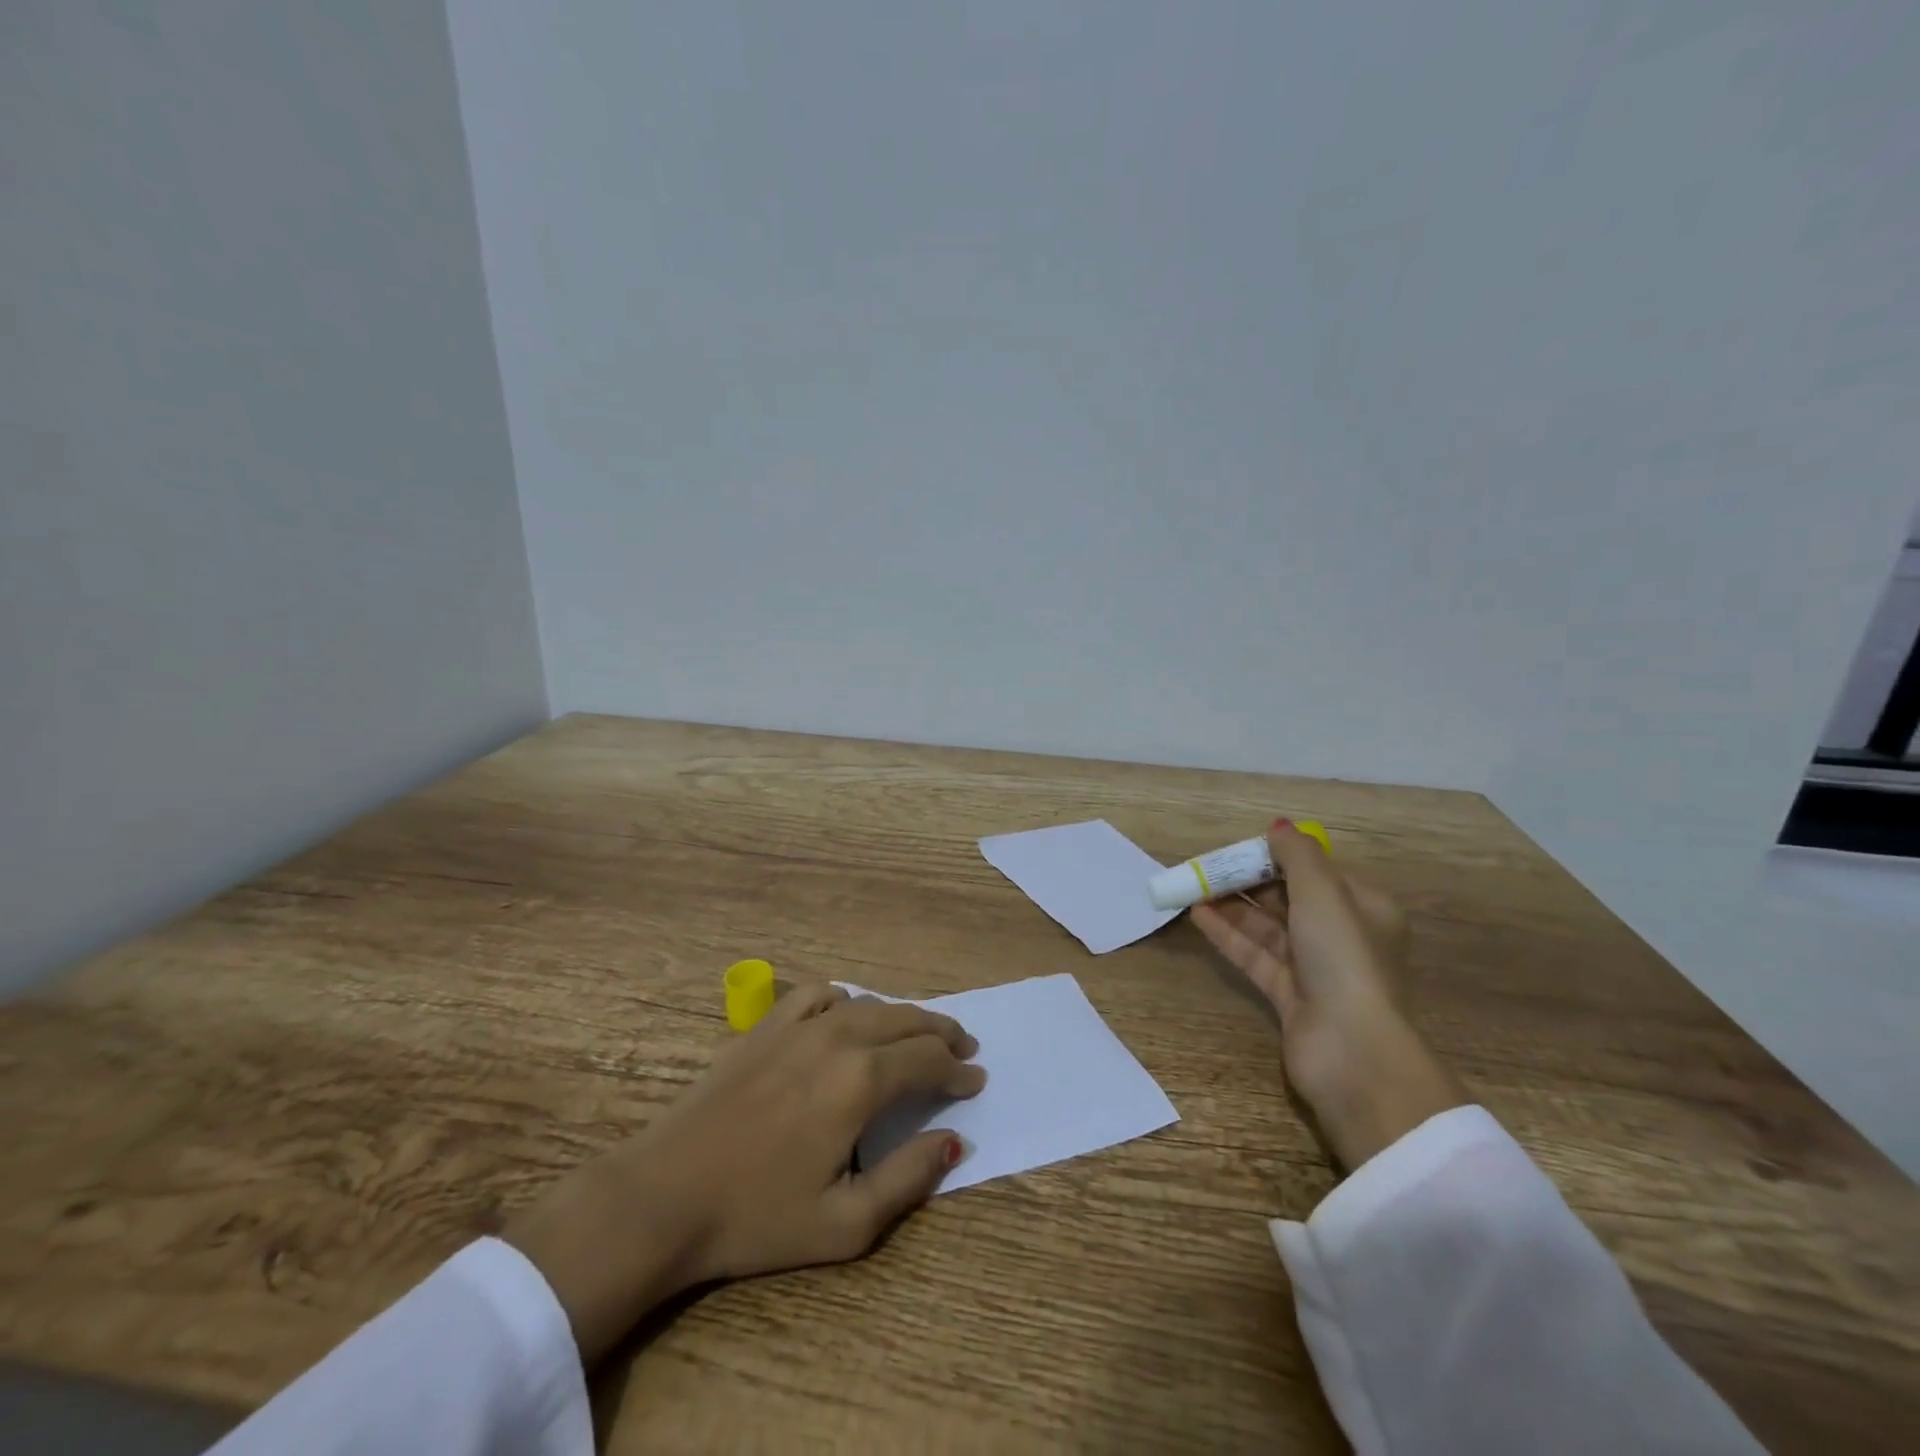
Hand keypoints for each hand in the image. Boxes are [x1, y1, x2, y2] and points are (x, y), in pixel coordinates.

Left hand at [504, 983, 985, 1364]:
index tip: (976, 1080)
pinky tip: (847, 1016)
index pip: (928, 1061)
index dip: (958, 1070)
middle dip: (942, 1033)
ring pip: (869, 1004)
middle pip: (907, 1021)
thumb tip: (955, 1140)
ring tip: (918, 1033)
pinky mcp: (765, 1025)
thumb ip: (909, 1178)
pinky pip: (819, 994)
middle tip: (963, 1048)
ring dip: (902, 1016)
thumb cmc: (757, 1217)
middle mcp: (838, 1038)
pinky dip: (846, 1000)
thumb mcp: (846, 1223)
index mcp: (862, 1082)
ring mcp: (799, 1025)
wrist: (664, 1195)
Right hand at [1191, 822, 1466, 1171]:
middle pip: (1287, 898)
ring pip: (1266, 927)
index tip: (1239, 848)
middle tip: (1206, 867)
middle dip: (1247, 880)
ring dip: (1232, 905)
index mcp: (1363, 908)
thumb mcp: (1323, 892)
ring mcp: (1314, 968)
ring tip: (1192, 886)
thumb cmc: (1343, 958)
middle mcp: (1341, 935)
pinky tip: (1197, 915)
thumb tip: (1277, 827)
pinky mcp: (1288, 994)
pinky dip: (1228, 934)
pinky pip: (1254, 954)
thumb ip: (1296, 854)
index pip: (1314, 872)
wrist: (1351, 1049)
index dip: (1276, 857)